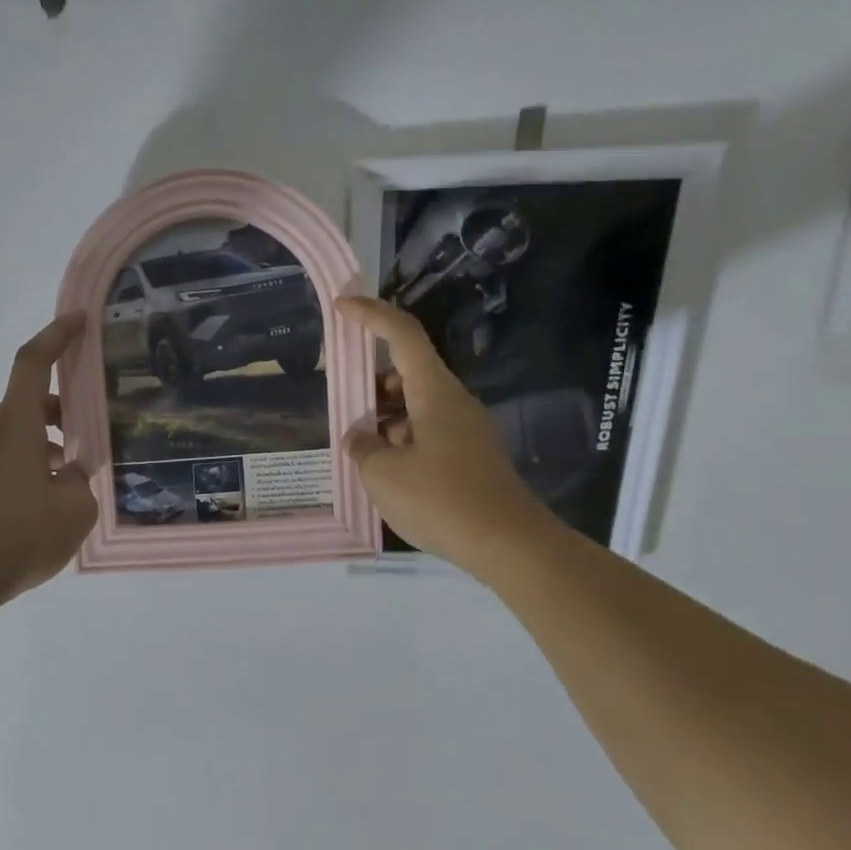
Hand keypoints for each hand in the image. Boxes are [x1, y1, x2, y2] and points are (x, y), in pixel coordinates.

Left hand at [0, 314, 97, 605]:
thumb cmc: (20, 535)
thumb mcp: (75, 510)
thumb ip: (80, 482)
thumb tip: (70, 475)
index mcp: (17, 425)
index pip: (33, 363)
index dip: (56, 335)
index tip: (79, 320)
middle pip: (31, 400)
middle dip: (66, 405)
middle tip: (96, 424)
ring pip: (21, 431)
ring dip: (51, 439)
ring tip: (79, 471)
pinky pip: (9, 456)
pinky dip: (34, 461)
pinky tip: (53, 498)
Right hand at [336, 296, 551, 579]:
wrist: (508, 544)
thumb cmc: (441, 499)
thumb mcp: (384, 474)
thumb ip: (363, 449)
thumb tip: (361, 439)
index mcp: (435, 392)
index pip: (403, 336)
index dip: (371, 315)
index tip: (342, 306)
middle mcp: (454, 403)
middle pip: (409, 373)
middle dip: (372, 382)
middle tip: (343, 403)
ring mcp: (466, 431)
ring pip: (417, 408)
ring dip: (385, 418)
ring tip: (359, 448)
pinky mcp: (471, 459)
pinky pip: (428, 435)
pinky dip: (402, 441)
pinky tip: (386, 473)